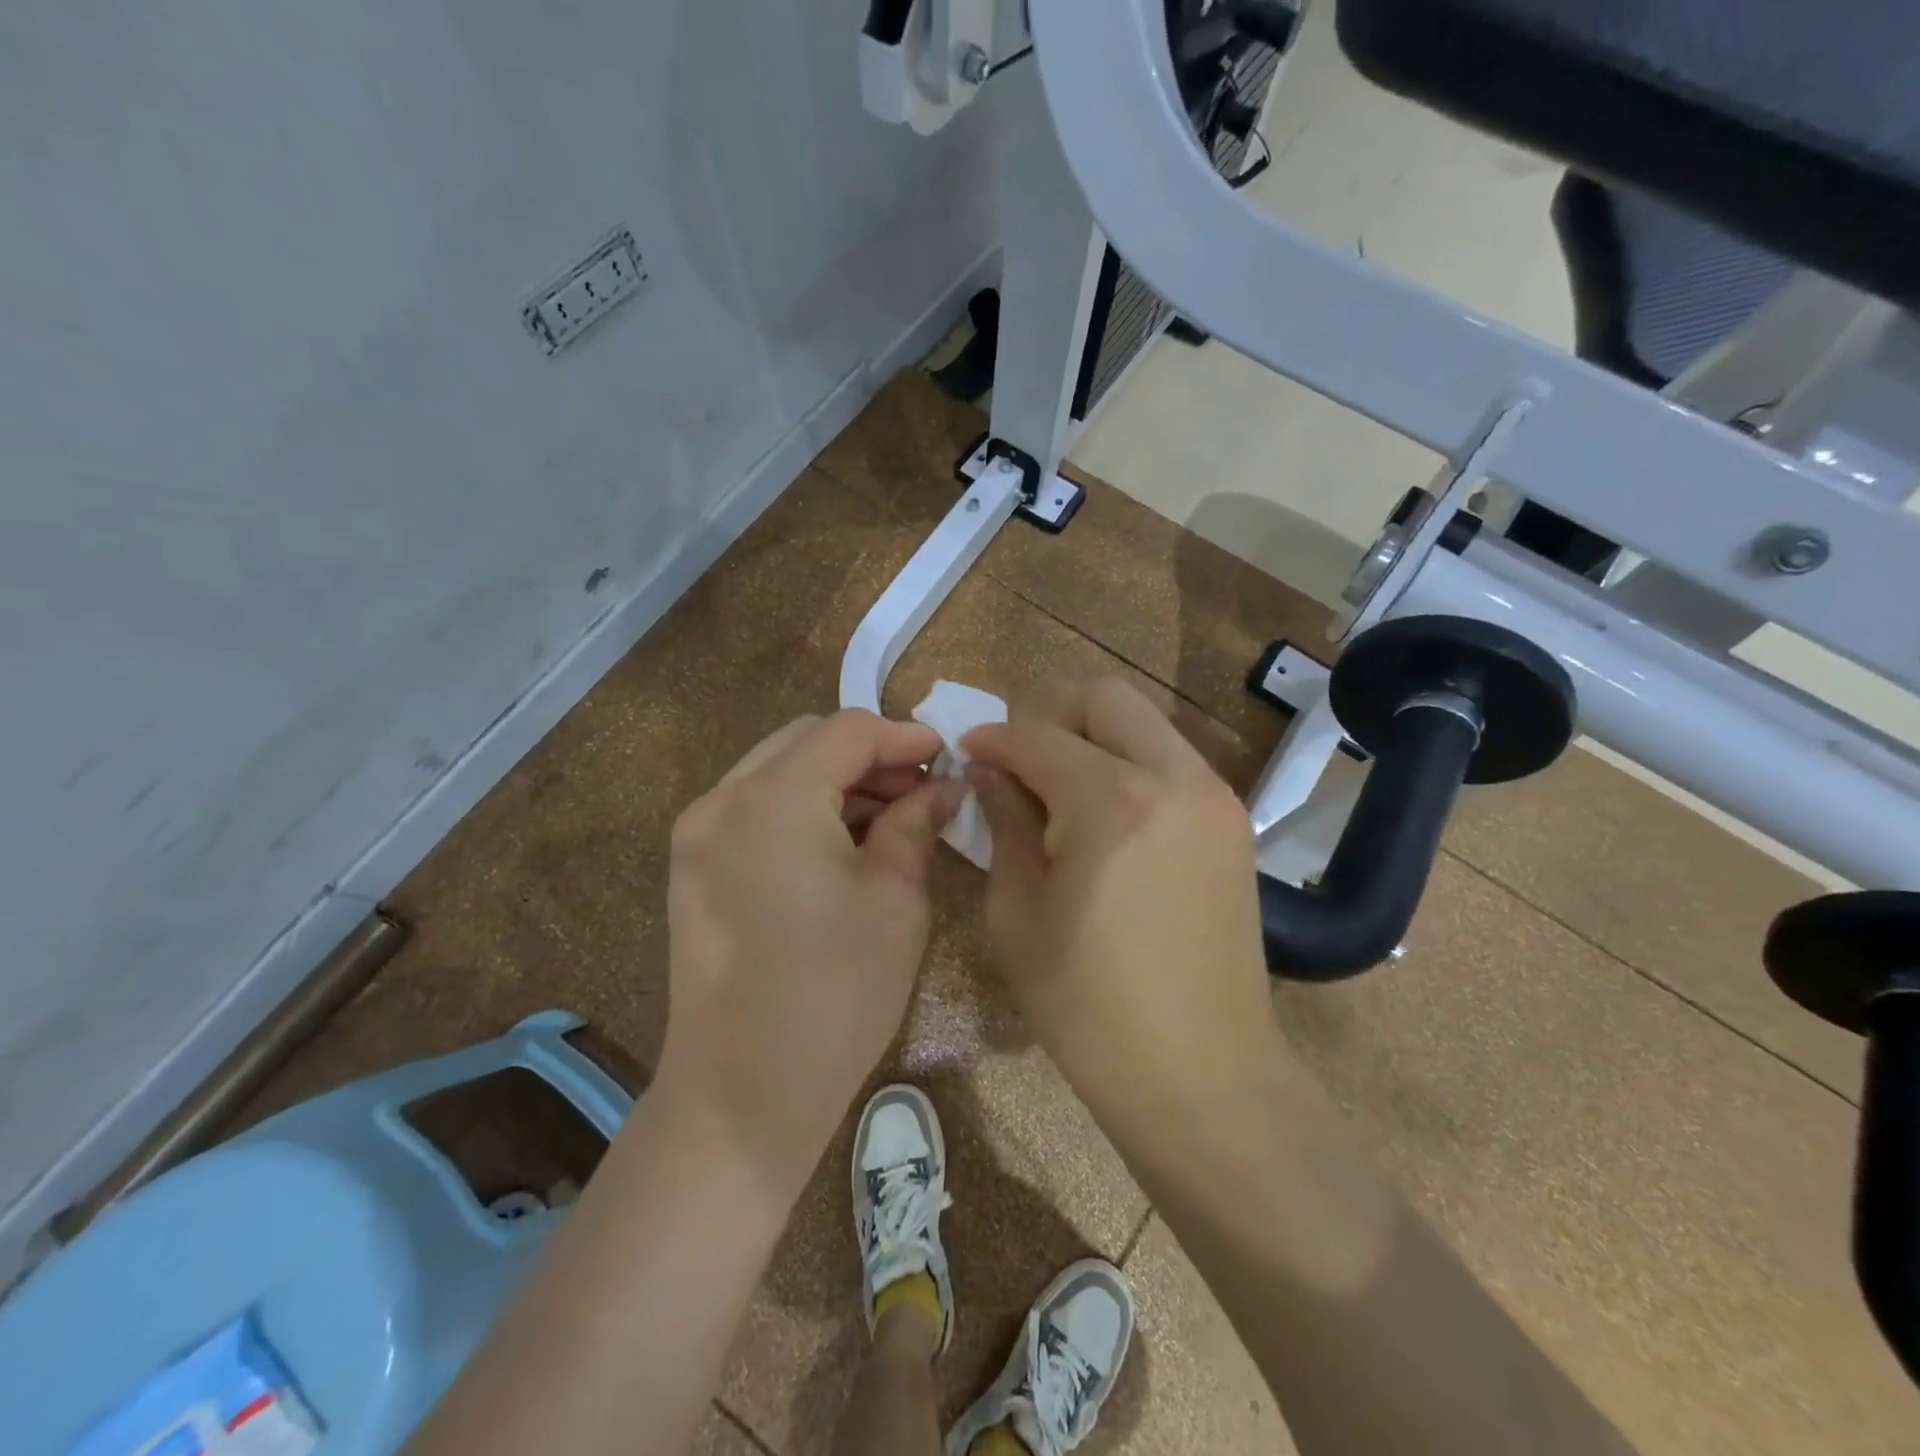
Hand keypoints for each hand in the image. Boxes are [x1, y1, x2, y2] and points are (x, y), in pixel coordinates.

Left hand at [656, 709, 962, 1194]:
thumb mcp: (895, 900)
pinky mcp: (692, 865)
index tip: (948, 757)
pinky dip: (802, 807)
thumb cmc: (835, 995)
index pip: (847, 730)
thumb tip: (945, 787)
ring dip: (836, 781)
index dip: (904, 736)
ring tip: (890, 819)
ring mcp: (697, 833)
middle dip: (870, 756)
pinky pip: (755, 808)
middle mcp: (722, 800)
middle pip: (807, 741)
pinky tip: (841, 844)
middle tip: (922, 791)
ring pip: (778, 770)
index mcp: (773, 800)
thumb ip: (917, 823)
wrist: (742, 1095)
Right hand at [961, 679, 1277, 1104]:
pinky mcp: (1233, 823)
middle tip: (1021, 766)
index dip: (992, 740)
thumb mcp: (1018, 914)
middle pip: (1104, 698)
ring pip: (1144, 723)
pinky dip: (1130, 766)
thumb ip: (1004, 824)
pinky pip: (1171, 761)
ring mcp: (1215, 797)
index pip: (1037, 735)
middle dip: (1050, 716)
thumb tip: (990, 772)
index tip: (966, 754)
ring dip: (1094, 739)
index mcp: (1111, 801)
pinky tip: (1106, 821)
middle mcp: (1174, 778)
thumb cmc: (1089, 1007)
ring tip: (1061, 795)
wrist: (1204, 1075)